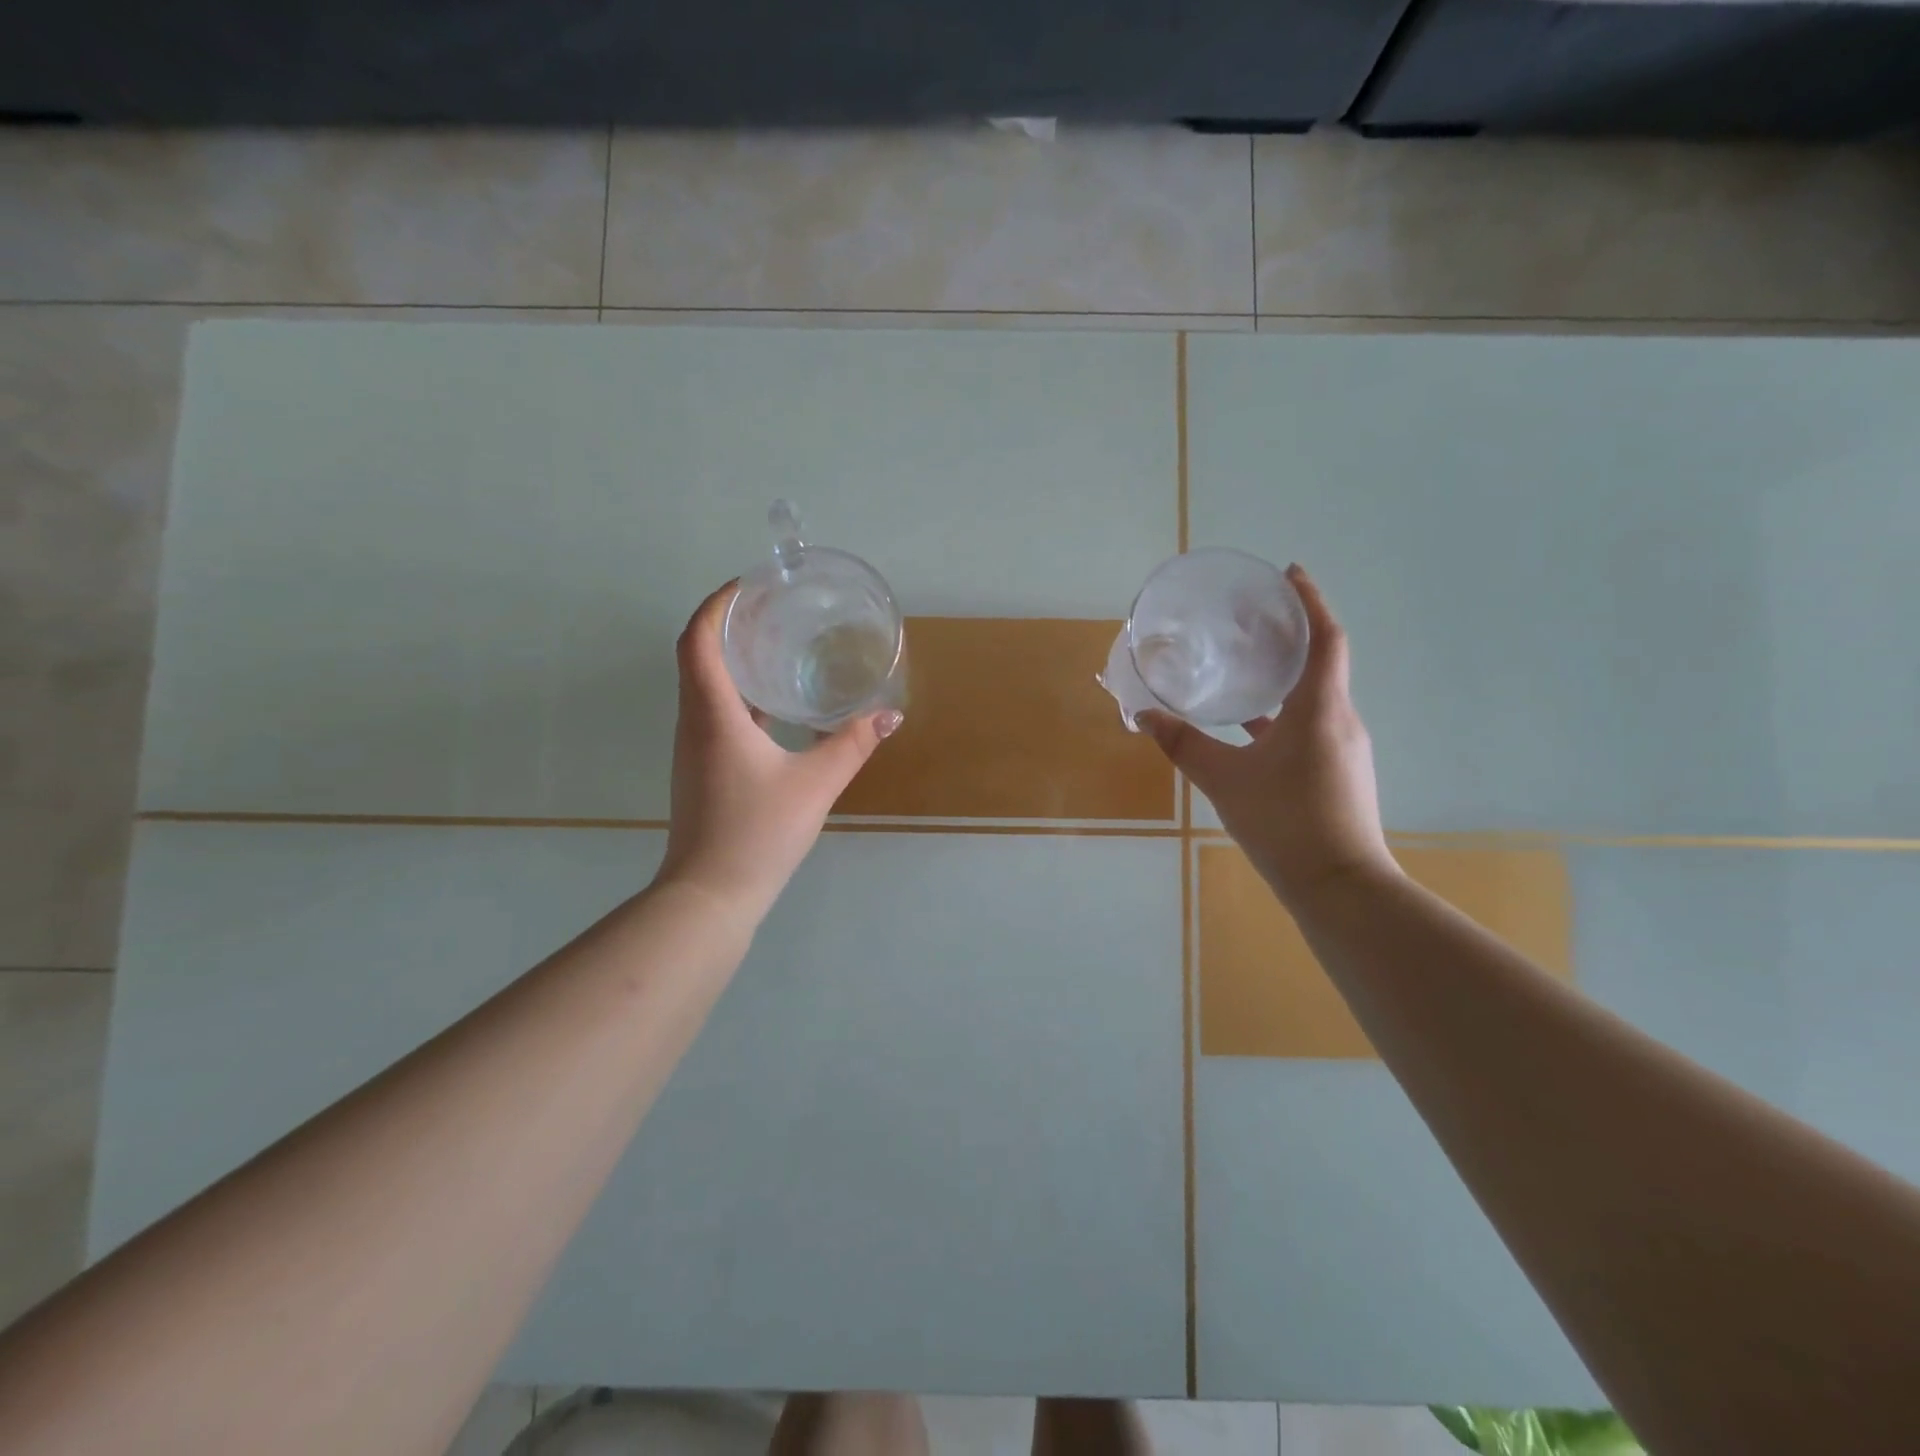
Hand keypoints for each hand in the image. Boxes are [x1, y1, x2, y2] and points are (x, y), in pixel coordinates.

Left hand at [656, 583, 901, 922]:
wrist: (710, 895)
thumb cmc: (757, 832)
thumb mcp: (815, 784)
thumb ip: (853, 745)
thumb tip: (889, 716)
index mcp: (713, 714)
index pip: (698, 639)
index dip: (718, 603)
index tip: (750, 585)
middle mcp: (695, 722)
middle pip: (698, 655)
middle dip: (730, 624)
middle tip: (774, 609)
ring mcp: (695, 747)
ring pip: (705, 685)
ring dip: (733, 659)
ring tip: (779, 646)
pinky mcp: (703, 768)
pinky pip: (715, 713)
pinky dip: (740, 695)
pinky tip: (777, 705)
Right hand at [1140, 564, 1396, 908]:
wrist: (1339, 885)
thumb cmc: (1284, 821)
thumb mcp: (1224, 779)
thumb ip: (1183, 744)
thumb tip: (1143, 715)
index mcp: (1320, 708)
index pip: (1325, 638)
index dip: (1310, 601)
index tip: (1289, 573)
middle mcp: (1340, 719)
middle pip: (1321, 661)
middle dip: (1291, 634)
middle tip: (1252, 618)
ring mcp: (1343, 747)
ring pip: (1316, 695)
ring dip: (1286, 674)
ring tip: (1247, 663)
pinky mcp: (1338, 771)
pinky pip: (1311, 724)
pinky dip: (1284, 711)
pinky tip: (1252, 726)